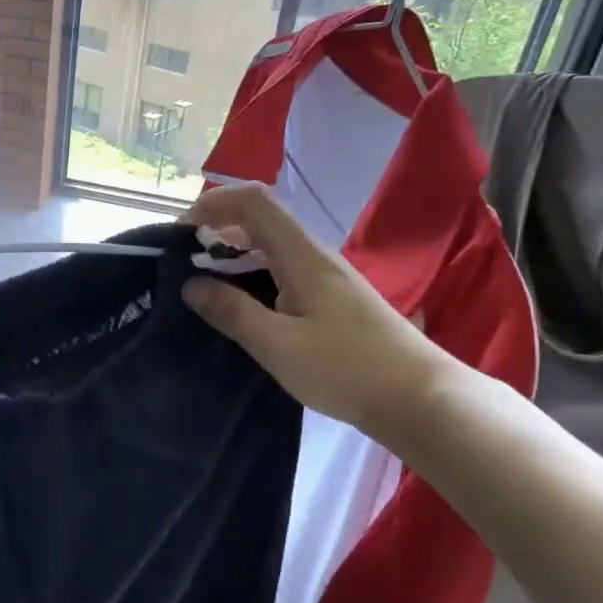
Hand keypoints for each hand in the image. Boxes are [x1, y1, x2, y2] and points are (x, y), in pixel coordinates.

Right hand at [182, 183, 449, 441]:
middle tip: (183, 260)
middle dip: (217, 228)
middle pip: (261, 220)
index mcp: (303, 257)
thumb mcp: (279, 345)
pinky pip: (283, 270)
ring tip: (202, 283)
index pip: (254, 202)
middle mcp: (315, 256)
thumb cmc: (348, 370)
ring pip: (272, 246)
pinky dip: (252, 275)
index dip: (214, 203)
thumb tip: (190, 284)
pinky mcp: (332, 299)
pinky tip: (241, 306)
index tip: (181, 231)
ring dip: (234, 254)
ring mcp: (327, 278)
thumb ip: (232, 312)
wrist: (421, 400)